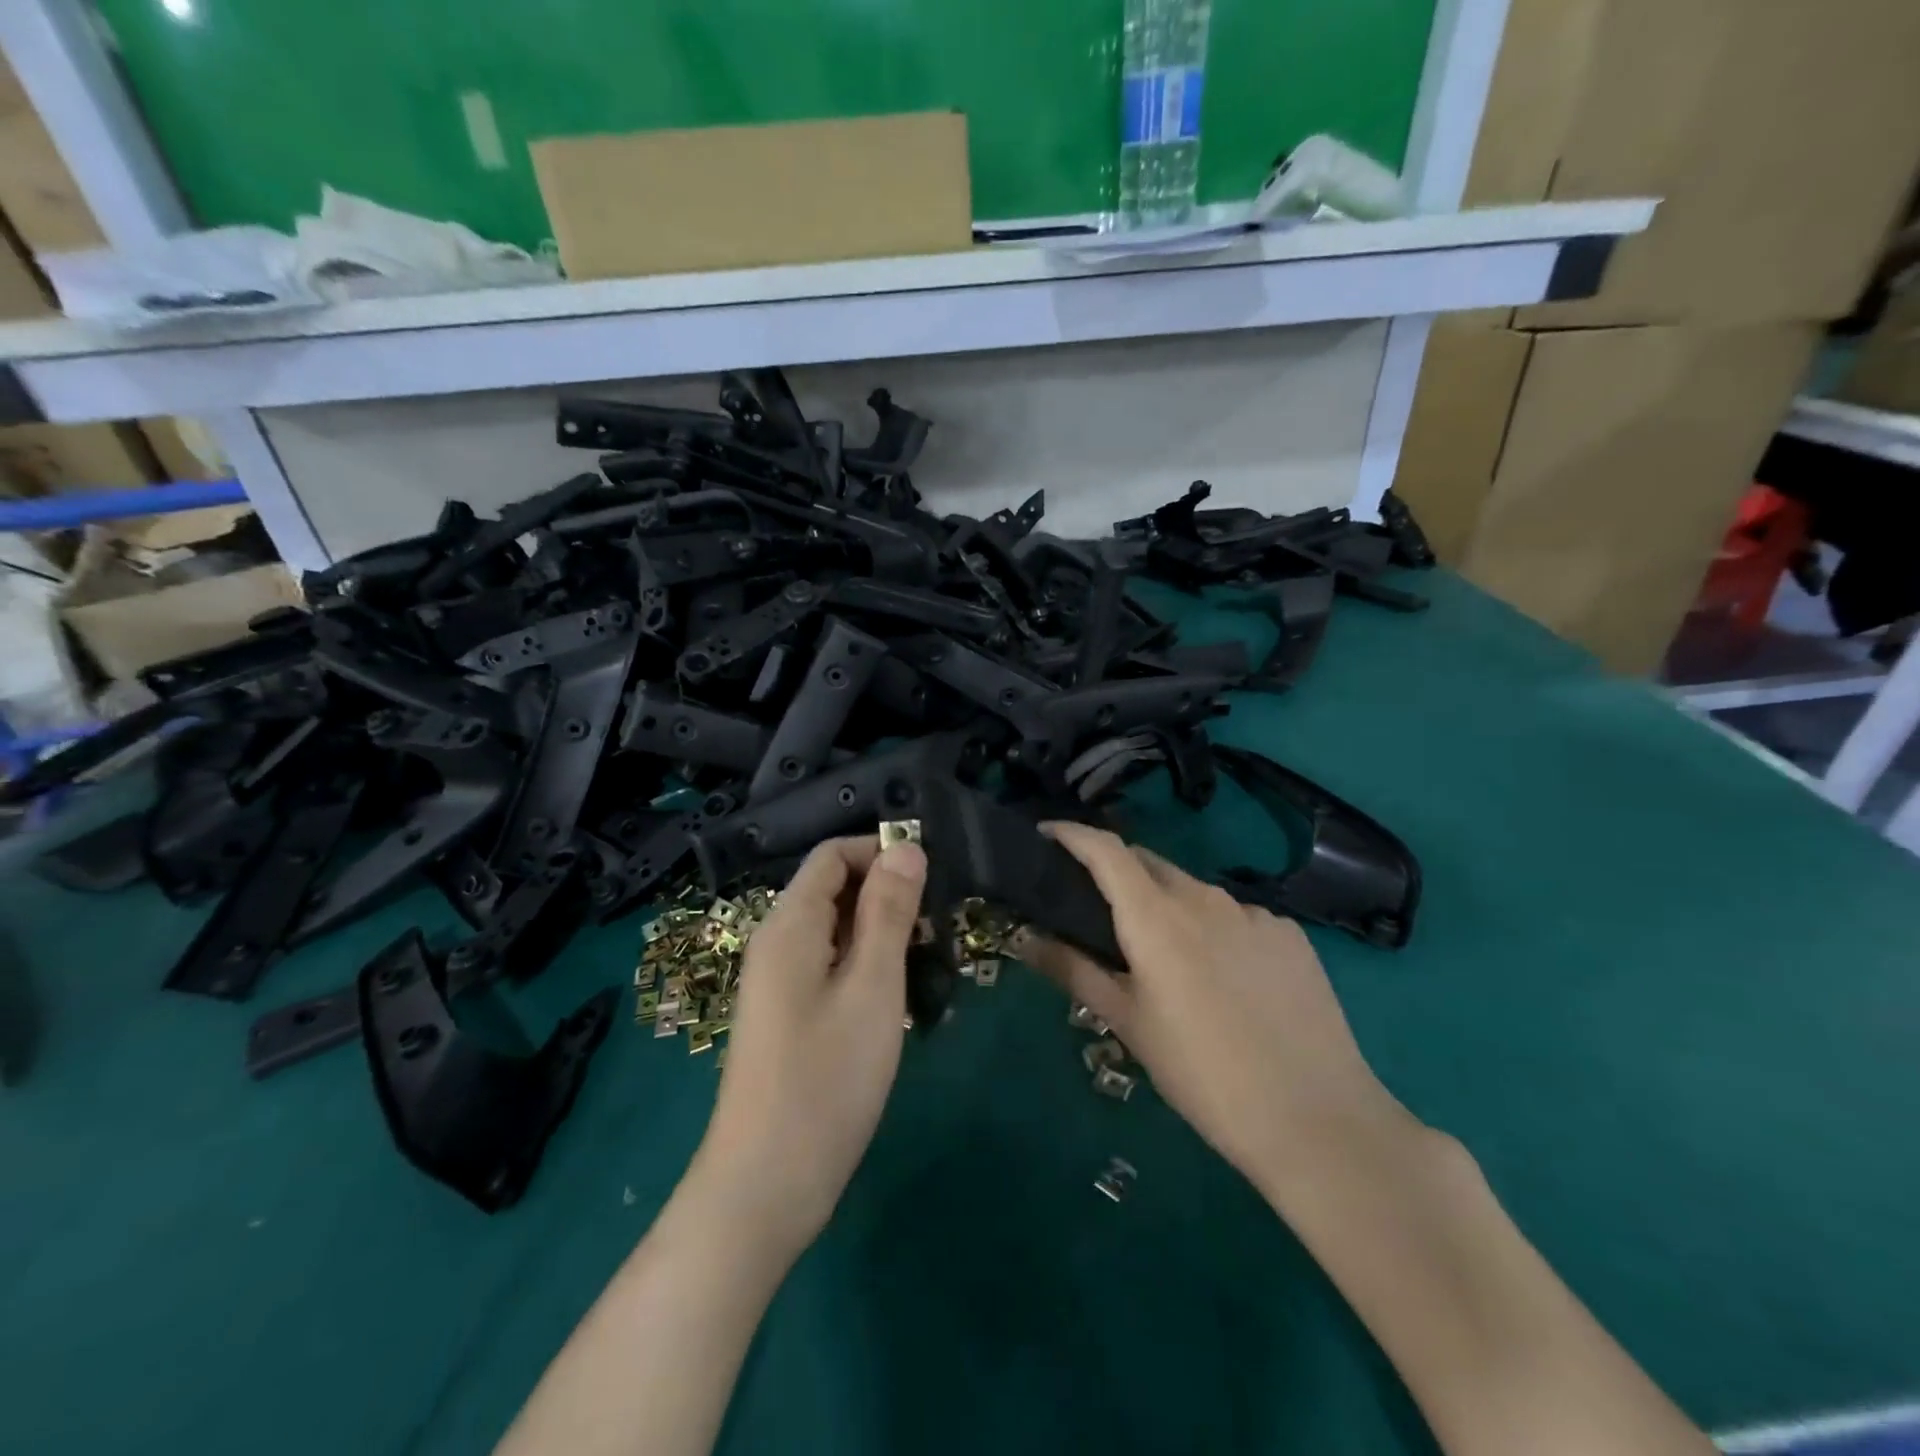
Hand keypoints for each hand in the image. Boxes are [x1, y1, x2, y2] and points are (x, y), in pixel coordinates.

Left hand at [692, 834, 926, 1257]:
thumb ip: (889, 912)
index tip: (932, 880)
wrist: (765, 1186)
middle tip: (940, 928)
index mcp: (790, 924)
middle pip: (835, 889)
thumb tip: (906, 847)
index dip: (881, 853)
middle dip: (888, 895)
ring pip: (838, 930)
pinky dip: (867, 966)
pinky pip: (831, 966)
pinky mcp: (790, 1014)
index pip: (833, 854)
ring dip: (883, 934)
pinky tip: (901, 998)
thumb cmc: (825, 1079)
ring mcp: (780, 981)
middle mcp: (778, 942)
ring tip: (930, 962)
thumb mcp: (871, 987)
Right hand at [1020, 823, 1419, 1199]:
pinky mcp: (1290, 934)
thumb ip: (1073, 970)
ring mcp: (1253, 912)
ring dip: (1167, 904)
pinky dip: (1213, 928)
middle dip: (1116, 871)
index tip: (1046, 833)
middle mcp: (1204, 897)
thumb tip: (1023, 937)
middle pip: (1148, 863)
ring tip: (1165, 955)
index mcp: (1156, 915)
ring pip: (1193, 890)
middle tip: (1097, 908)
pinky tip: (1224, 977)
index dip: (1071, 832)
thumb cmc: (1202, 1074)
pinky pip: (1236, 915)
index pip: (1105, 849)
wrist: (1317, 1119)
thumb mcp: (1128, 1024)